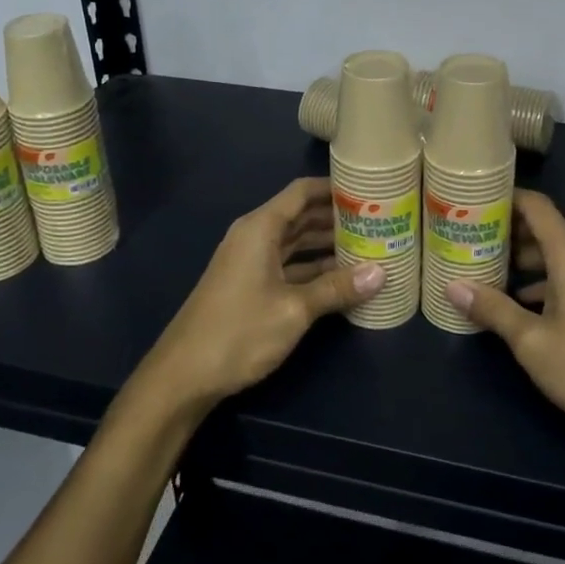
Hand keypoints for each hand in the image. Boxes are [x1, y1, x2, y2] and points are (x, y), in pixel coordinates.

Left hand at [145, 177, 384, 409]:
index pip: (302, 192)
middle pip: (301, 216)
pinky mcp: (250, 286)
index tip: (368, 190)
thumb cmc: (239, 331)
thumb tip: (381, 273)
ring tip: (368, 246)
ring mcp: (250, 262)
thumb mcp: (294, 309)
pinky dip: (312, 268)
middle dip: (336, 217)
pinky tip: (341, 279)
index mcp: (260, 228)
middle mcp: (255, 237)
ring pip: (296, 242)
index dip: (334, 188)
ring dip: (327, 244)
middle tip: (378, 221)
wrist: (183, 376)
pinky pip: (288, 265)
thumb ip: (336, 289)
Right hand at [444, 190, 564, 453]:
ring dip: (519, 259)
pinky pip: (563, 277)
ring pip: (551, 256)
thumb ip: (493, 310)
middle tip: (466, 237)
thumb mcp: (532, 342)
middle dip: (504, 230)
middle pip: (541, 228)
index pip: (535, 205)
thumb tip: (452, 286)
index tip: (471, 201)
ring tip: (482, 268)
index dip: (504, 197)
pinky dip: (537, 281)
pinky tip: (515, 303)